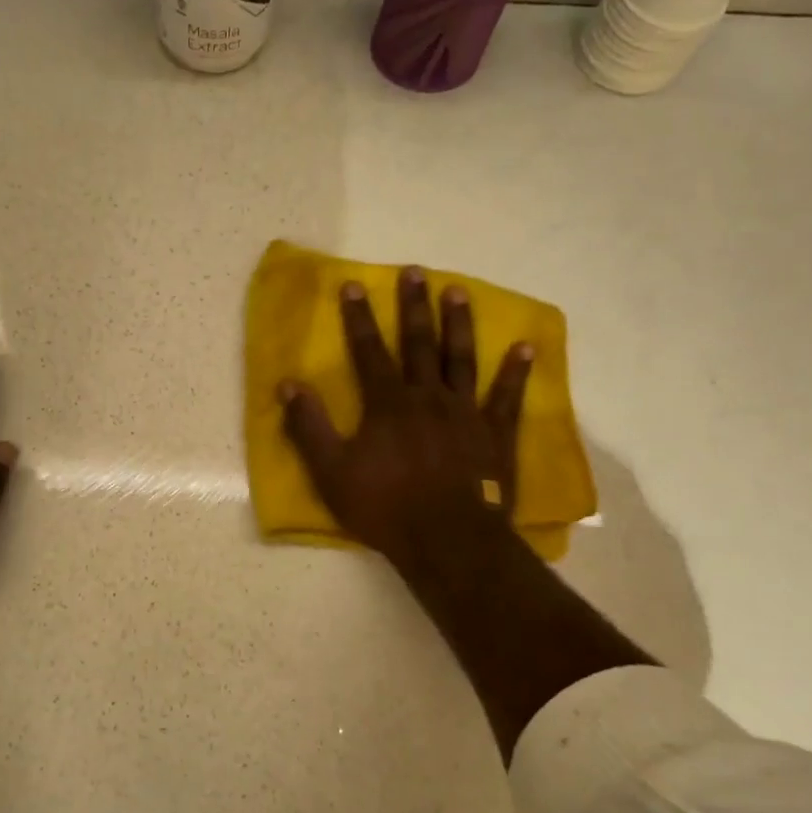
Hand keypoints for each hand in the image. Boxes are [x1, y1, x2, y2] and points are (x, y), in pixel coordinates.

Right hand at [278, 268, 533, 579]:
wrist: (447, 541)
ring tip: (459, 291)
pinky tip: (524, 346)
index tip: (353, 285)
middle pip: (419, 343)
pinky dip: (515, 371)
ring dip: (459, 324)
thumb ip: (308, 426)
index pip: (369, 351)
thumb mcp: (330, 472)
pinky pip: (507, 396)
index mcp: (387, 405)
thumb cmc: (384, 507)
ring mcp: (465, 413)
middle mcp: (427, 397)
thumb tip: (288, 384)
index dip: (359, 318)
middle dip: (413, 306)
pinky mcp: (495, 434)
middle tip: (415, 271)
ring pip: (461, 359)